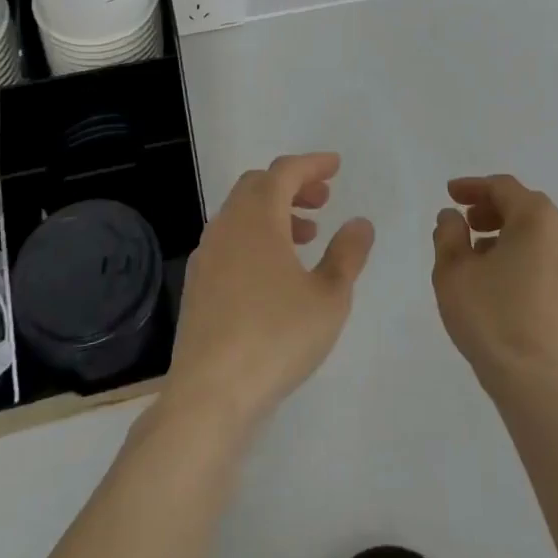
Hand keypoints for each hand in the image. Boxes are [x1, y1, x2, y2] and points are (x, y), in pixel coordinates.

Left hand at [164, 153, 374, 434]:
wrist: (209, 393)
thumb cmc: (276, 336)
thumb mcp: (329, 296)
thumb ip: (347, 254)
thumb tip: (360, 222)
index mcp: (258, 216)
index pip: (285, 171)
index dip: (312, 164)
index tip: (335, 166)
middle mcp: (228, 224)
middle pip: (259, 185)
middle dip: (292, 185)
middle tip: (323, 200)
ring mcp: (207, 254)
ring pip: (242, 213)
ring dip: (274, 212)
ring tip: (307, 236)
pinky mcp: (197, 284)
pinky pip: (230, 240)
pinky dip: (256, 237)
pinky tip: (274, 271)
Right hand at [432, 174, 557, 396]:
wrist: (539, 385)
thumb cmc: (491, 318)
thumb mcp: (453, 271)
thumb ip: (449, 234)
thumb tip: (453, 217)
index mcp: (537, 220)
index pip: (503, 187)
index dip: (473, 187)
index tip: (451, 194)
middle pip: (526, 209)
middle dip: (493, 211)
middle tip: (467, 224)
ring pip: (541, 239)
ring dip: (510, 237)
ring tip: (482, 258)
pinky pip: (551, 266)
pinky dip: (528, 262)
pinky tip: (506, 287)